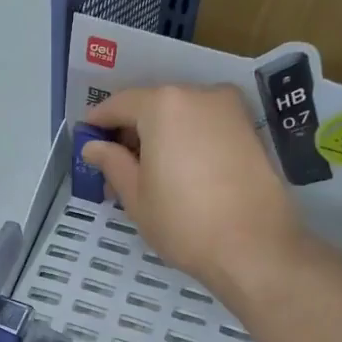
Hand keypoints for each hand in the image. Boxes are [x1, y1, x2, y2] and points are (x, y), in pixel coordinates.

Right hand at [83, 84, 303, 289]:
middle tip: (114, 168)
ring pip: (181, 116)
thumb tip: (93, 146)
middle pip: (153, 106)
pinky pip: (205, 127)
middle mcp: (199, 94)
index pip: (120, 104)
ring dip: (159, 138)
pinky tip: (177, 174)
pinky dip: (185, 142)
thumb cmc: (183, 222)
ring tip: (146, 177)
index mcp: (164, 105)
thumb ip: (112, 163)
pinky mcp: (249, 130)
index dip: (98, 122)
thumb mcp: (136, 196)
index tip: (86, 141)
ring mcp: (230, 110)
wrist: (255, 247)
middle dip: (131, 132)